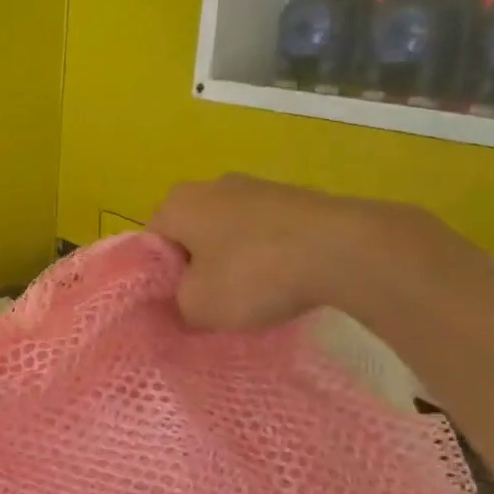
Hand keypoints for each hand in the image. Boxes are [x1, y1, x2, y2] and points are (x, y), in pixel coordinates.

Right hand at [149, 174, 414, 330]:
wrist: (343, 249)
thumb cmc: (253, 273)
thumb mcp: (197, 306)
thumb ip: (175, 308)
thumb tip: (180, 307)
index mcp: (177, 202)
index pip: (151, 244)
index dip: (158, 281)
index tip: (177, 308)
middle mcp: (212, 185)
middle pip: (190, 237)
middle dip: (197, 270)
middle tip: (210, 306)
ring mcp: (258, 187)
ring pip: (229, 234)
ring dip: (234, 264)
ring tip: (252, 299)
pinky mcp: (296, 198)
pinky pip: (266, 233)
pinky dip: (268, 257)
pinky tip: (284, 283)